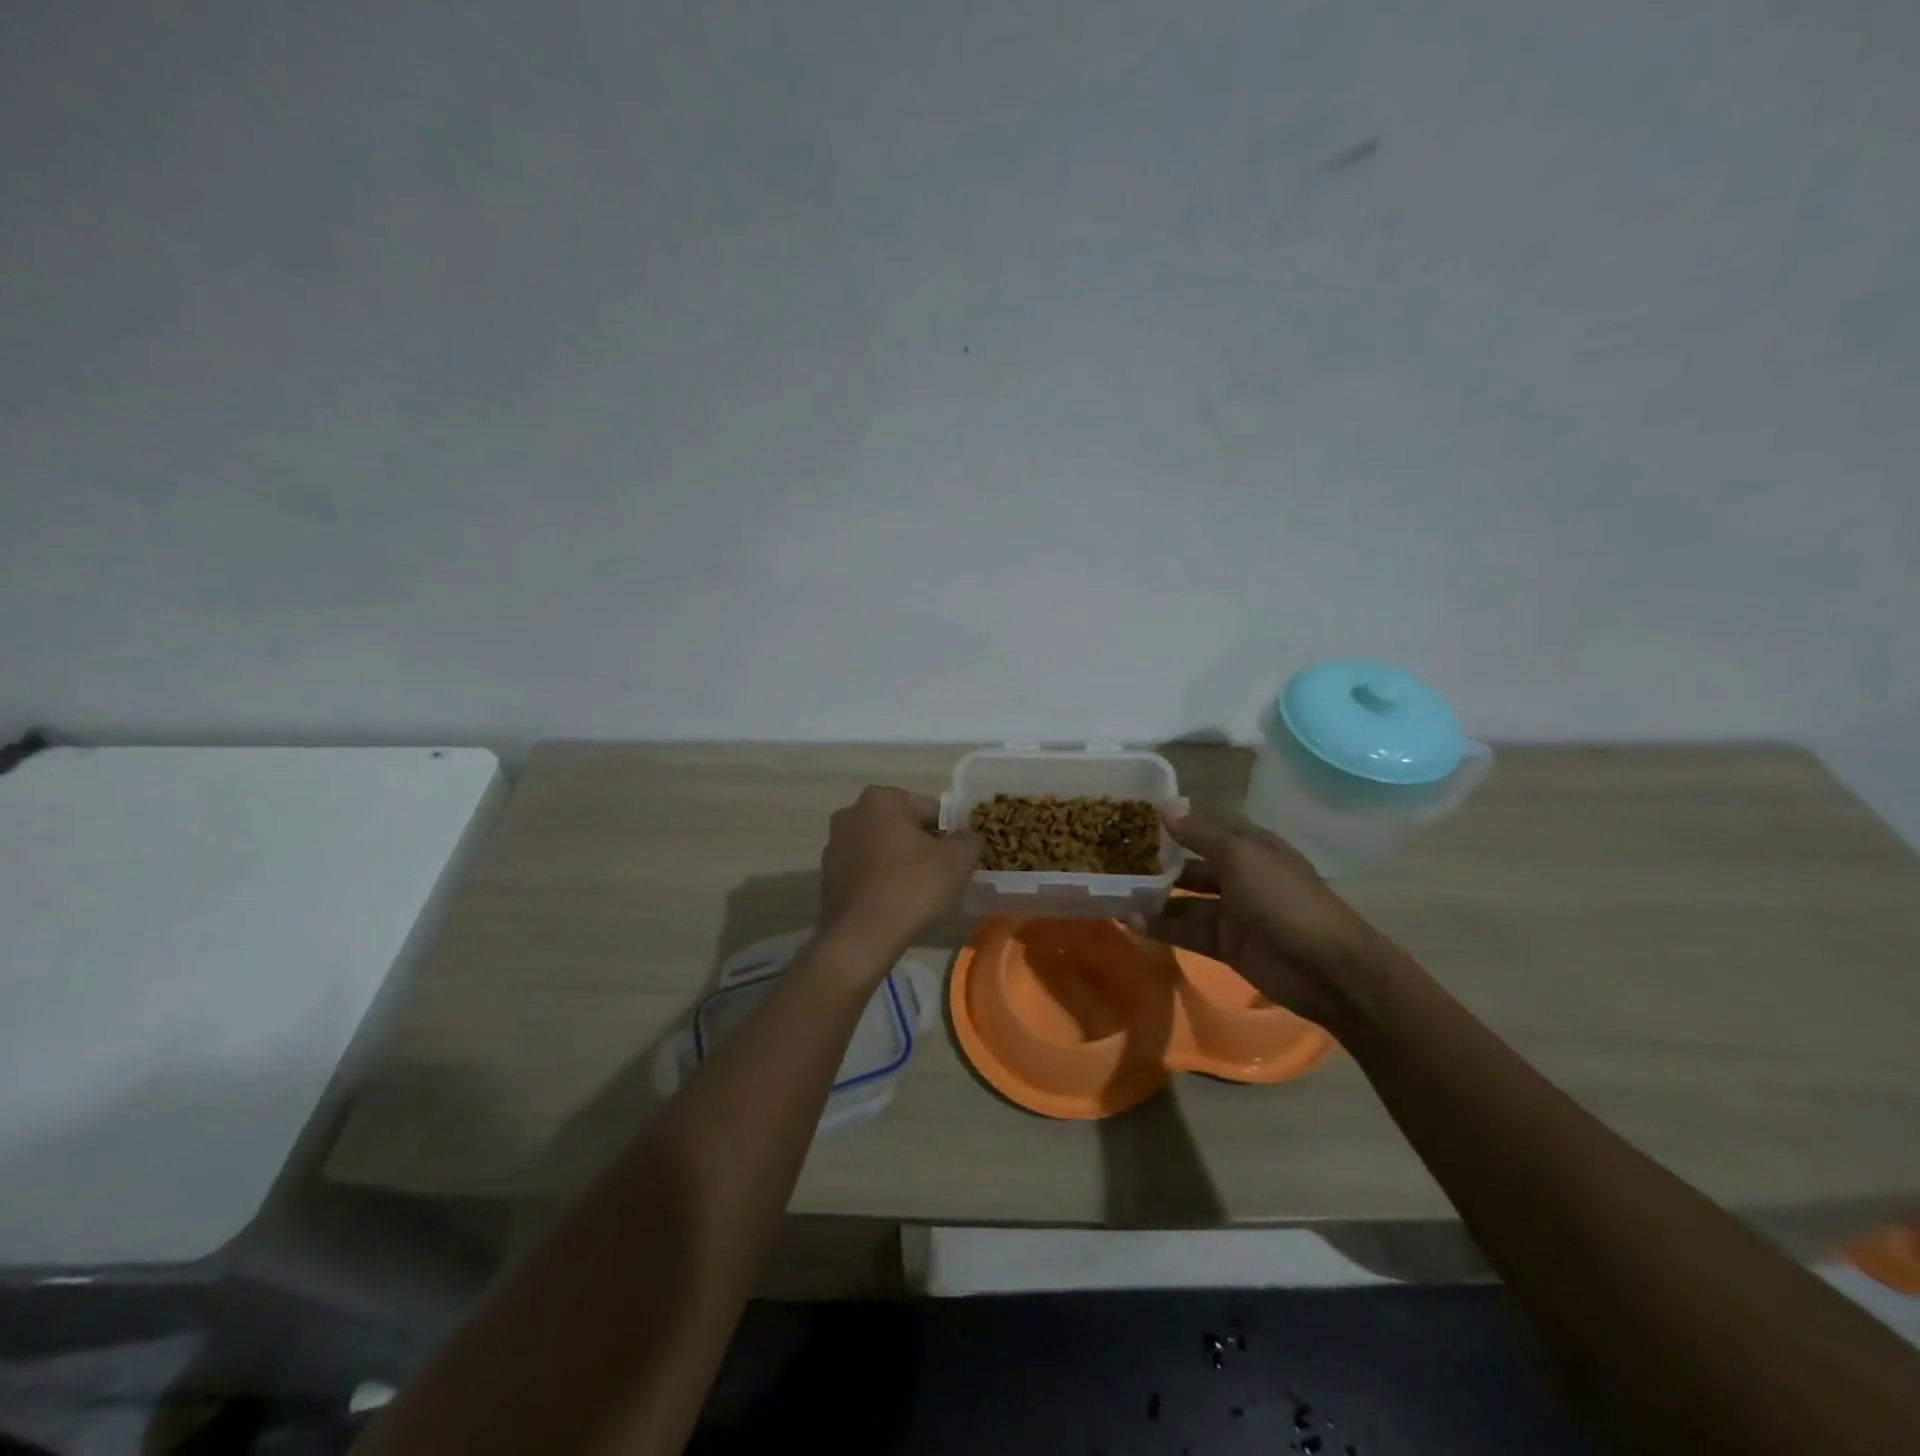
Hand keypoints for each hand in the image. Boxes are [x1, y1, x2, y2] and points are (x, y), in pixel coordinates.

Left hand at [820, 786, 982, 961]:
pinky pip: (864, 871)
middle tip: (941, 872)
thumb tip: (968, 836)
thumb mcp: (959, 858)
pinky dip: (879, 880)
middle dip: (920, 843)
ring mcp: (833, 847)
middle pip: (900, 826)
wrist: (864, 936)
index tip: (958, 855)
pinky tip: (895, 902)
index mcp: (880, 799)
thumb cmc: (914, 885)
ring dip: (898, 861)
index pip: (928, 809)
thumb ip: (969, 838)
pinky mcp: (827, 878)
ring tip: (918, 890)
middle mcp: (850, 814)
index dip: (949, 831)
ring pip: (880, 848)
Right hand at [1134, 810, 1389, 1029]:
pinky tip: (1130, 921)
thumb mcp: (1241, 857)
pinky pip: (1187, 930)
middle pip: (1192, 862)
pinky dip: (1161, 926)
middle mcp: (1240, 874)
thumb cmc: (1284, 900)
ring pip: (1185, 899)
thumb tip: (1164, 805)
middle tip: (1114, 854)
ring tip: (1114, 889)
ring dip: (1155, 895)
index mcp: (1250, 845)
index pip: (1207, 823)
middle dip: (1159, 859)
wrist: (1327, 969)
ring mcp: (1233, 911)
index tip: (1135, 813)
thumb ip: (1200, 834)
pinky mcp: (1226, 944)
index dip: (1176, 818)